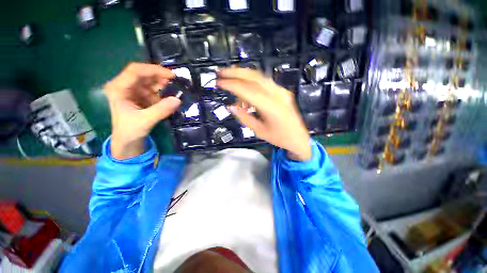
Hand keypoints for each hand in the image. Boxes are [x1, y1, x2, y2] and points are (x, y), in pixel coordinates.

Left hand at [104, 63, 180, 159]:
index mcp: (118, 88)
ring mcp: (133, 91)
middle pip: (144, 74)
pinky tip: (170, 96)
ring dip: (163, 85)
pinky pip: (154, 90)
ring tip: (175, 89)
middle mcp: (125, 86)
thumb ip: (161, 110)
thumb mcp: (146, 121)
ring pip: (150, 81)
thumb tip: (178, 100)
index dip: (154, 70)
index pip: (135, 71)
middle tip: (176, 82)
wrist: (128, 141)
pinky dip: (163, 92)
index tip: (171, 75)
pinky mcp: (141, 96)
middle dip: (160, 77)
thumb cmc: (130, 131)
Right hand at [217, 68, 311, 160]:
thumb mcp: (259, 131)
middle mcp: (278, 95)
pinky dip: (252, 82)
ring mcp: (282, 92)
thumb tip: (231, 106)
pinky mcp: (282, 92)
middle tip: (222, 73)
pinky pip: (265, 83)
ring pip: (260, 77)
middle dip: (237, 73)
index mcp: (272, 108)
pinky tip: (244, 87)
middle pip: (255, 78)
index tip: (220, 83)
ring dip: (244, 75)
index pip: (249, 91)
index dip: (233, 85)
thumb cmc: (279, 138)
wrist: (299, 138)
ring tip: (230, 76)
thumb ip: (244, 117)